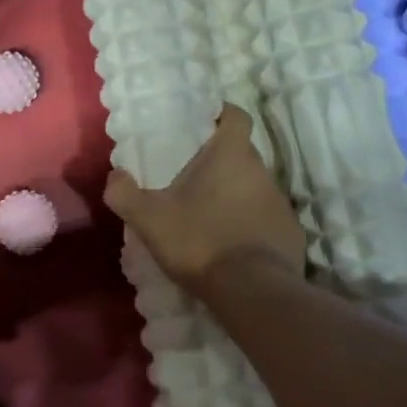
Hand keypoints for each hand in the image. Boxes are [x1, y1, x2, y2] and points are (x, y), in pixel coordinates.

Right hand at [104, 104, 305, 292]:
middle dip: (221, 161)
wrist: (252, 292)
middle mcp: (262, 171)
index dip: (222, 115)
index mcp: (231, 155)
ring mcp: (281, 203)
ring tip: (210, 215)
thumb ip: (124, 193)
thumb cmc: (199, 241)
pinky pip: (268, 220)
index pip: (237, 116)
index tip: (204, 125)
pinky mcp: (291, 234)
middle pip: (243, 154)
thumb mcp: (149, 218)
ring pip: (255, 187)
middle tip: (193, 178)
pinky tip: (233, 246)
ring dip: (236, 195)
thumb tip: (115, 176)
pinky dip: (252, 226)